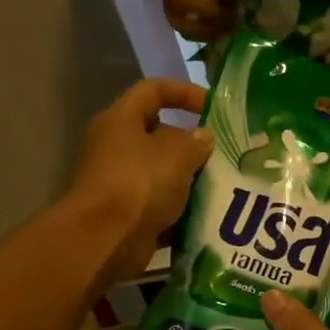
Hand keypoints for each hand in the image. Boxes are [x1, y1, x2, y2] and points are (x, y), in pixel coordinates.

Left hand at [70, 79, 211, 281]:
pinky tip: (208, 213)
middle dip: (192, 143)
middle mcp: (116, 146)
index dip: (185, 92)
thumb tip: (202, 137)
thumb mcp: (177, 153)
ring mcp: (120, 181)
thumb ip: (195, 141)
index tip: (214, 107)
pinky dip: (182, 209)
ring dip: (190, 178)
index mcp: (121, 120)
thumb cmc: (139, 183)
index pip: (154, 90)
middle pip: (159, 134)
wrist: (106, 239)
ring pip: (163, 172)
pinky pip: (161, 203)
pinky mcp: (128, 212)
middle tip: (223, 152)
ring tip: (222, 184)